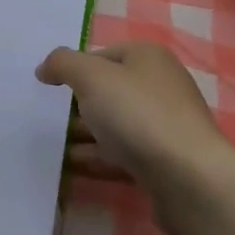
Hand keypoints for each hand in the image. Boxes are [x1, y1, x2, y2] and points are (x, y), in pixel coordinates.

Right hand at [36, 41, 234, 192]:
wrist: (190, 180)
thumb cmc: (139, 115)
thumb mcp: (91, 77)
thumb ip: (63, 64)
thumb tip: (45, 68)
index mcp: (148, 57)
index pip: (101, 55)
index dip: (74, 69)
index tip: (49, 90)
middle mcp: (160, 86)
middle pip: (108, 90)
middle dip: (78, 105)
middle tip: (47, 119)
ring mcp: (164, 125)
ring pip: (114, 125)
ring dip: (84, 134)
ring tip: (52, 147)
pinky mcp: (164, 161)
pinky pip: (123, 154)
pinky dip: (98, 158)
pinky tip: (73, 167)